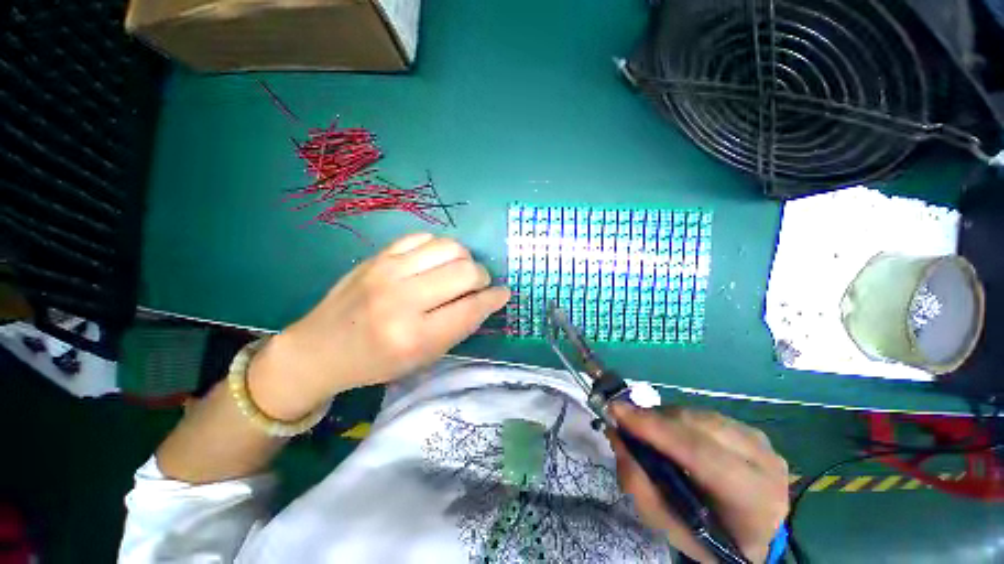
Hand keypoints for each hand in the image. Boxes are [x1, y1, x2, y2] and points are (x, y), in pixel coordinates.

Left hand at [247, 233, 509, 420]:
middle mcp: (403, 299)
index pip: (471, 308)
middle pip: (465, 271)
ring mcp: (388, 271)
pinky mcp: (378, 256)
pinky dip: (439, 248)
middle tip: (478, 285)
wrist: (320, 348)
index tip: (503, 293)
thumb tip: (489, 299)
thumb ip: (459, 327)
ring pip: (449, 247)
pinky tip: (435, 261)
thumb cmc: (376, 362)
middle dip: (482, 277)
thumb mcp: (423, 357)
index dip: (494, 298)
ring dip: (464, 259)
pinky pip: (424, 237)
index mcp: (415, 336)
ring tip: (458, 271)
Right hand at [610, 404, 789, 563]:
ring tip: (645, 428)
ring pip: (699, 415)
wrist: (753, 535)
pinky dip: (679, 419)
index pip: (701, 454)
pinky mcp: (752, 430)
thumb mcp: (669, 526)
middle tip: (623, 419)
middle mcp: (764, 463)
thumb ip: (639, 485)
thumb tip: (616, 435)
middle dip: (654, 419)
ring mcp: (762, 443)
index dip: (656, 428)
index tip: (616, 410)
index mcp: (752, 501)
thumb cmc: (709, 537)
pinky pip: (705, 414)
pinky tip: (670, 431)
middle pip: (698, 426)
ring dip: (664, 417)